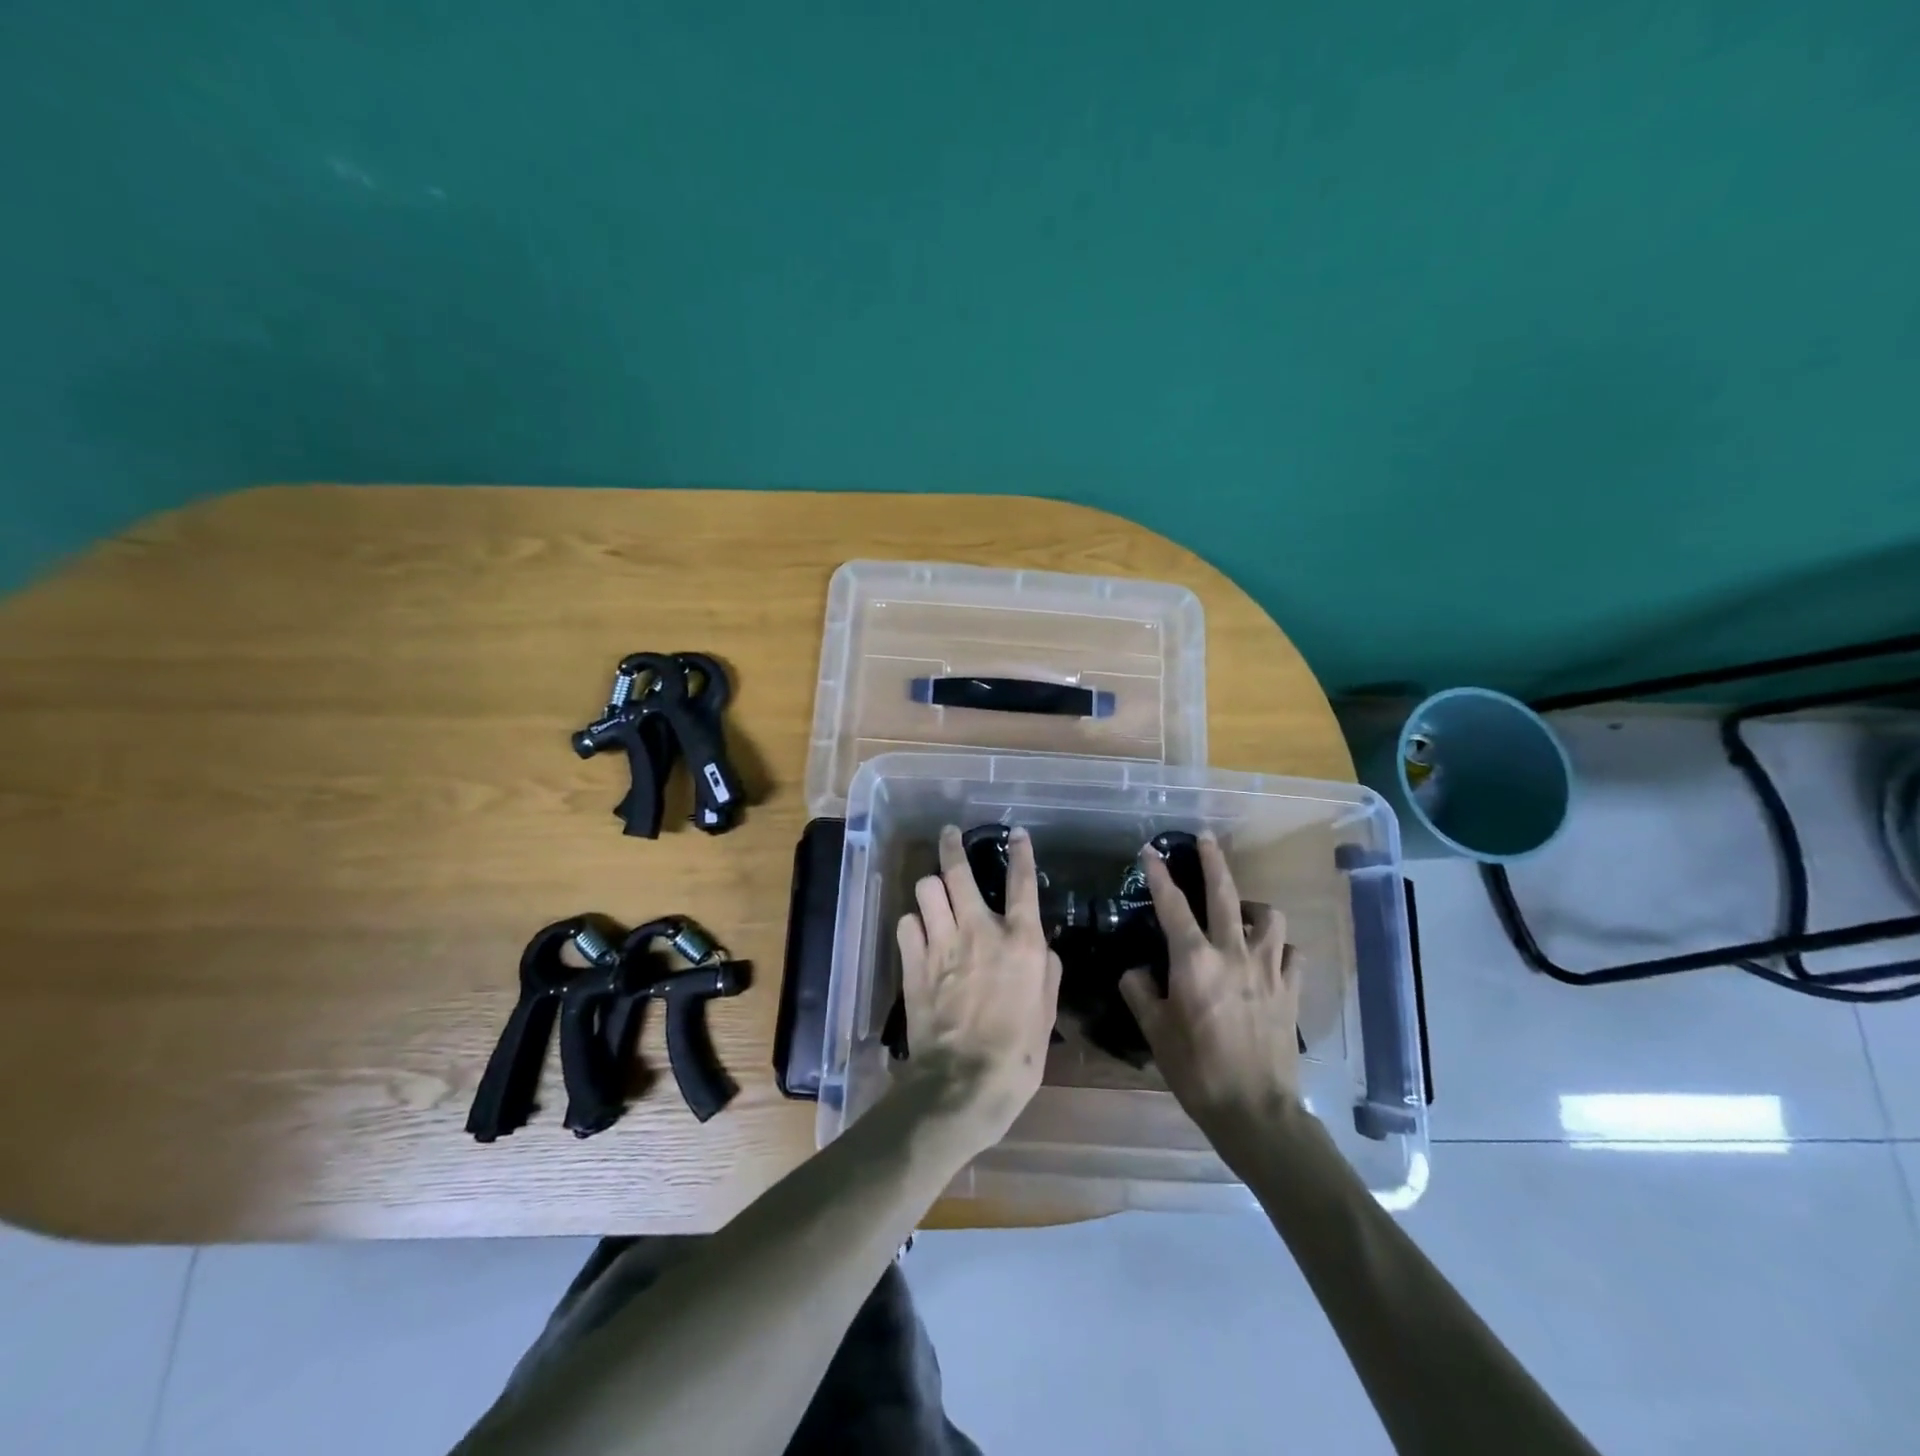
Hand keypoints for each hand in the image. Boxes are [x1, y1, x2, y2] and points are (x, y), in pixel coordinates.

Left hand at [895, 825, 1062, 1153]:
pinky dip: (913, 924)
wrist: (963, 1083)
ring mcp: (941, 944)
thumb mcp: (1047, 1013)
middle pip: (958, 872)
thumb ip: (1046, 972)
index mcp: (1020, 942)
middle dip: (952, 846)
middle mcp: (978, 931)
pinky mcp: (913, 963)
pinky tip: (918, 932)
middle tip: (950, 834)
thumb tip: (1043, 948)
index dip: (1021, 854)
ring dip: (931, 888)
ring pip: (926, 890)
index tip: (1017, 834)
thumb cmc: (1017, 1054)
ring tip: (934, 893)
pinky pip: (906, 924)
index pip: (1022, 884)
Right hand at [1119, 833, 1299, 1160]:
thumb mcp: (1155, 1031)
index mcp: (1194, 961)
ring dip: (1253, 907)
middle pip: (1225, 893)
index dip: (1158, 874)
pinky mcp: (1291, 990)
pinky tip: (1271, 956)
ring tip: (1242, 912)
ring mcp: (1269, 970)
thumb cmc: (1196, 1069)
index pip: (1172, 905)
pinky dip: (1281, 948)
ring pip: (1269, 918)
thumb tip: (1136, 971)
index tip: (1149, 851)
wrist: (1255, 1109)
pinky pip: (1292, 954)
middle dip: (1213, 861)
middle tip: (1205, 839)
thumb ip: (1140, 993)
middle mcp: (1233, 953)